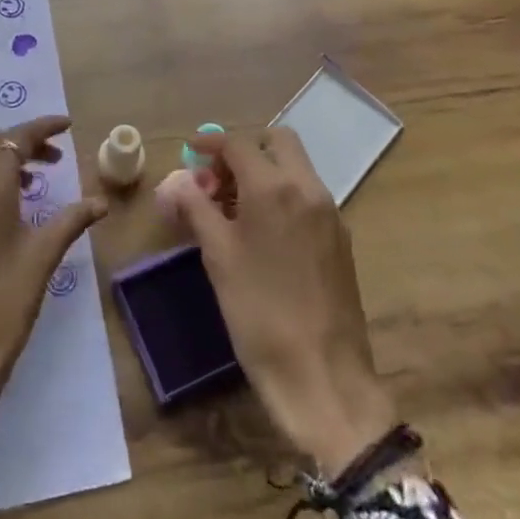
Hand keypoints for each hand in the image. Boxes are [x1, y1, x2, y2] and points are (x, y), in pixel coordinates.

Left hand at [0, 115, 106, 417]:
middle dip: (23, 140)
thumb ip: (72, 220)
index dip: (42, 127)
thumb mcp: (43, 257)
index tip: (67, 126)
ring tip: (36, 177)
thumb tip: (102, 200)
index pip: (15, 138)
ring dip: (3, 156)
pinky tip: (10, 201)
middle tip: (55, 156)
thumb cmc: (4, 301)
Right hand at [169, 127, 395, 475]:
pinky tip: (261, 231)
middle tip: (217, 178)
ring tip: (232, 207)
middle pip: (277, 142)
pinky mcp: (340, 237)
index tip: (190, 153)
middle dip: (244, 150)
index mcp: (274, 187)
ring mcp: (330, 212)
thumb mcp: (218, 257)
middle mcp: (308, 188)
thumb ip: (196, 209)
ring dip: (264, 171)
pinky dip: (282, 193)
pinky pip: (307, 194)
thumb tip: (179, 181)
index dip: (210, 143)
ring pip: (295, 167)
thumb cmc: (259, 313)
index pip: (239, 143)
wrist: (323, 376)